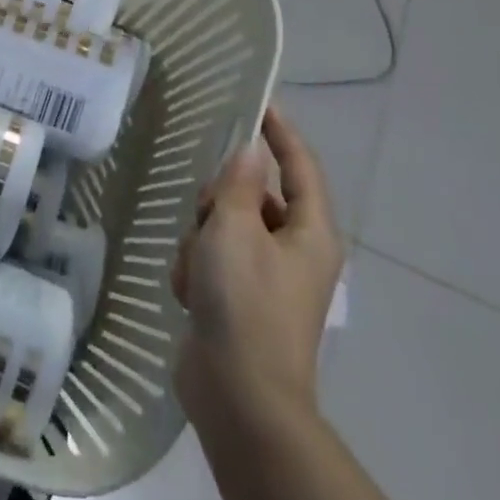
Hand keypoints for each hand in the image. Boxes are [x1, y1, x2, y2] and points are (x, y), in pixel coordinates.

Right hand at [172, 107, 343, 429]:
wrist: (239, 398)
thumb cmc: (244, 303)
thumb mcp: (233, 229)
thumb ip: (236, 182)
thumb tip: (250, 148)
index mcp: (309, 232)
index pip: (299, 164)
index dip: (281, 131)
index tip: (258, 101)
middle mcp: (295, 251)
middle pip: (252, 195)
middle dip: (218, 201)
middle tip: (203, 216)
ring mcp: (268, 278)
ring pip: (224, 227)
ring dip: (200, 239)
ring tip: (194, 269)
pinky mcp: (241, 300)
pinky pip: (213, 260)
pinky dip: (196, 269)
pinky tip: (189, 293)